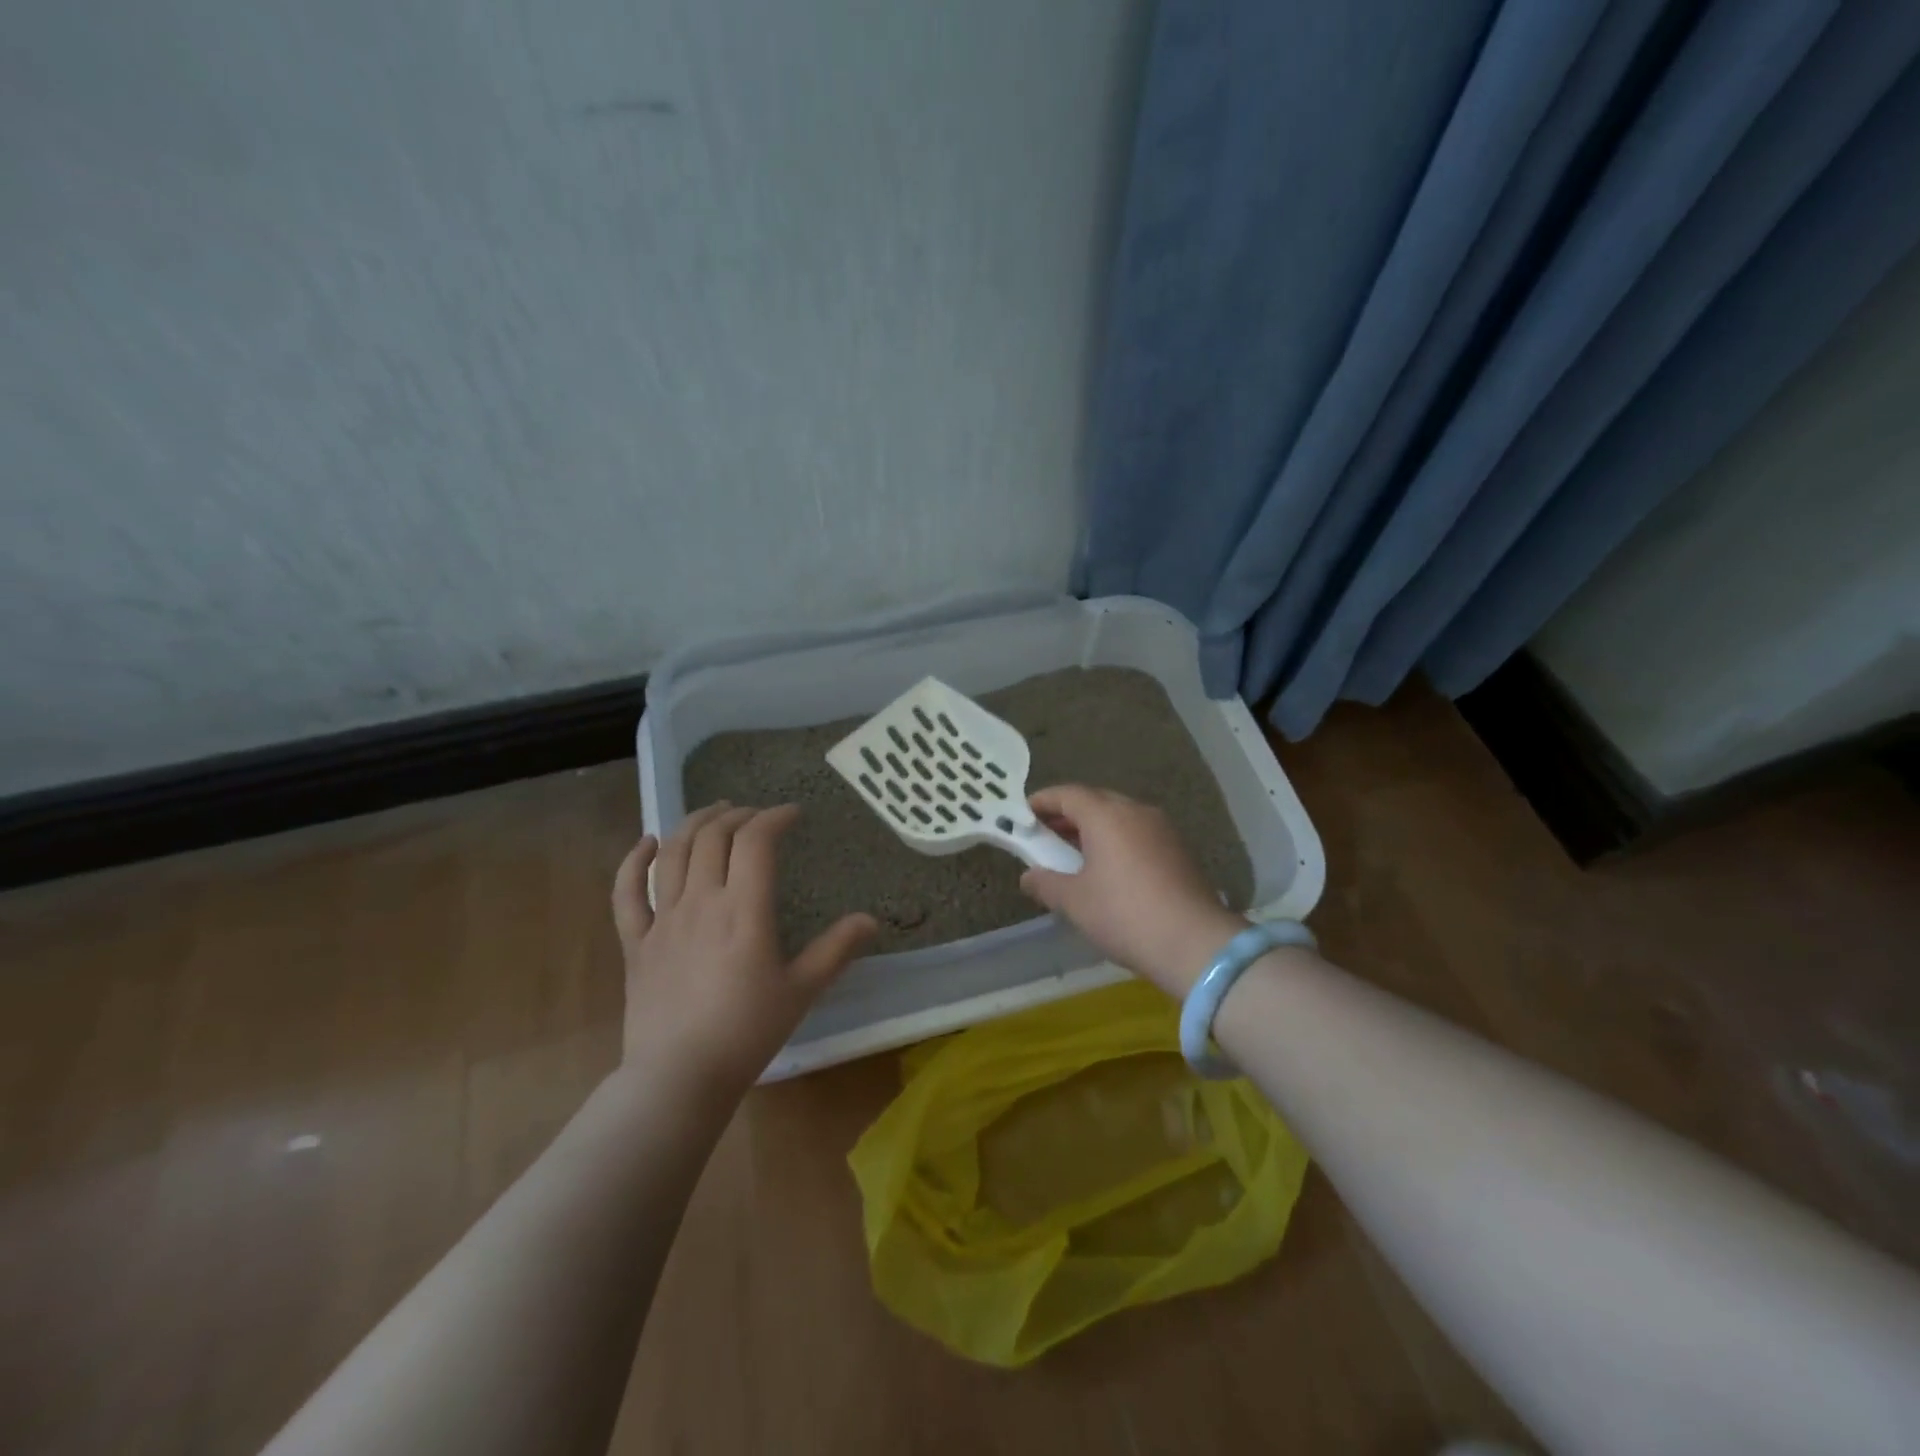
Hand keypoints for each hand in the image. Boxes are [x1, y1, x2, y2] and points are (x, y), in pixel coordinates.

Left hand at [610, 802, 876, 1095]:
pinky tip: (648, 843)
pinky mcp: (636, 941)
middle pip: (713, 836)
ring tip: (714, 813)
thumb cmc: (747, 1032)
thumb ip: (836, 950)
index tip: (792, 814)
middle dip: (737, 815)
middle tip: (756, 815)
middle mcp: (701, 901)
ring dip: (694, 823)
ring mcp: (663, 919)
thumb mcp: (801, 990)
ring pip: (673, 852)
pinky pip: (627, 892)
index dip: (774, 817)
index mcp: (744, 909)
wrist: (679, 1077)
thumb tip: (871, 919)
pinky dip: (634, 861)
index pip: (756, 841)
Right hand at [1020, 785, 1246, 996]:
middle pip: (1095, 801)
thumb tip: (1028, 877)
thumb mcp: (1075, 902)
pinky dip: (1117, 841)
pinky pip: (1138, 834)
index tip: (1022, 814)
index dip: (1042, 801)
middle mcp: (1136, 811)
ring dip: (1093, 829)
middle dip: (1067, 815)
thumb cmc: (1124, 915)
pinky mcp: (1180, 850)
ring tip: (1074, 855)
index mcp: (1106, 815)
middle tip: (1045, 836)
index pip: (1067, 794)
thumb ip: (1046, 883)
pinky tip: (1109, 869)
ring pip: (1119, 817)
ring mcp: (1162, 829)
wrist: (1195, 944)